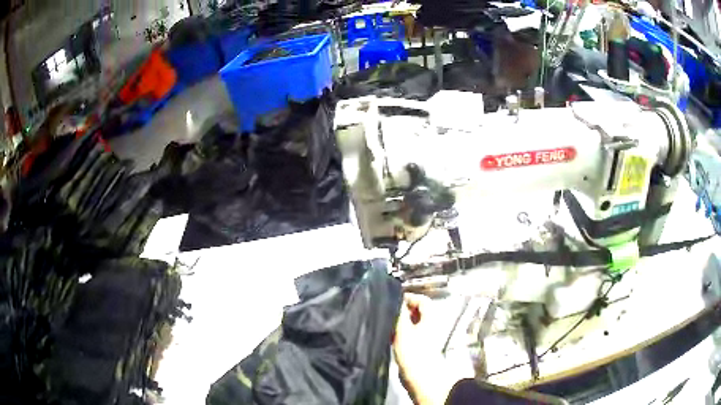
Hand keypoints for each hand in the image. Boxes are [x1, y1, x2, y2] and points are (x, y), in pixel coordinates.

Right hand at [394, 294, 452, 404]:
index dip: (408, 297)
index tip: (392, 301)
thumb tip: (394, 298)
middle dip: (401, 310)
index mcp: (430, 317)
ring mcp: (422, 336)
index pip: (421, 299)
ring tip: (385, 324)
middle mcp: (428, 324)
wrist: (419, 376)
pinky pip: (406, 334)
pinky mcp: (415, 347)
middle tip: (386, 312)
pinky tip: (387, 336)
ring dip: (398, 322)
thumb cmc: (413, 351)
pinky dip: (398, 333)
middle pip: (415, 311)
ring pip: (409, 323)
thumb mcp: (403, 329)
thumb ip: (398, 312)